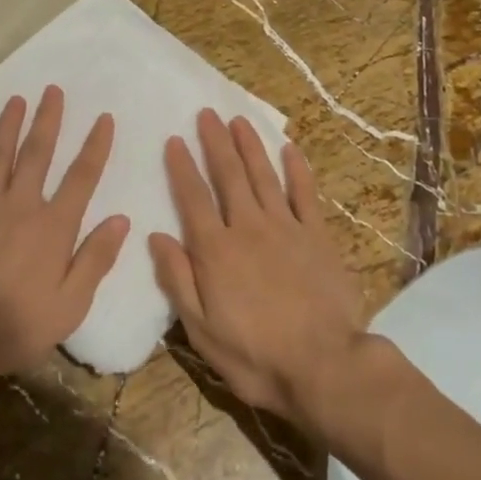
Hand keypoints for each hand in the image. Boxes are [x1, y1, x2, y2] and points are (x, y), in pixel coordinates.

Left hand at [0, 86, 128, 384]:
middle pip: (37, 153)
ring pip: (0, 155)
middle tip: (53, 90)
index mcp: (54, 227)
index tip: (104, 118)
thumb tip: (121, 219)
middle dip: (48, 120)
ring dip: (10, 125)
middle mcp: (21, 205)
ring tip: (18, 99)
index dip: (95, 146)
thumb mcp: (70, 304)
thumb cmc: (16, 324)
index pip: (81, 177)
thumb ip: (95, 259)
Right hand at [150, 109, 363, 426]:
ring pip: (263, 176)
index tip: (174, 140)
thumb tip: (156, 236)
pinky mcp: (317, 236)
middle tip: (206, 113)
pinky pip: (305, 194)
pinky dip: (297, 169)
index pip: (193, 198)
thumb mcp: (201, 330)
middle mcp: (248, 228)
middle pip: (228, 176)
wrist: (324, 366)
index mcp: (216, 250)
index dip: (182, 168)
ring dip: (250, 146)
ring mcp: (286, 228)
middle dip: (215, 143)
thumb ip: (178, 279)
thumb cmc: (255, 355)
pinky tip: (289, 149)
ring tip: (239, 120)